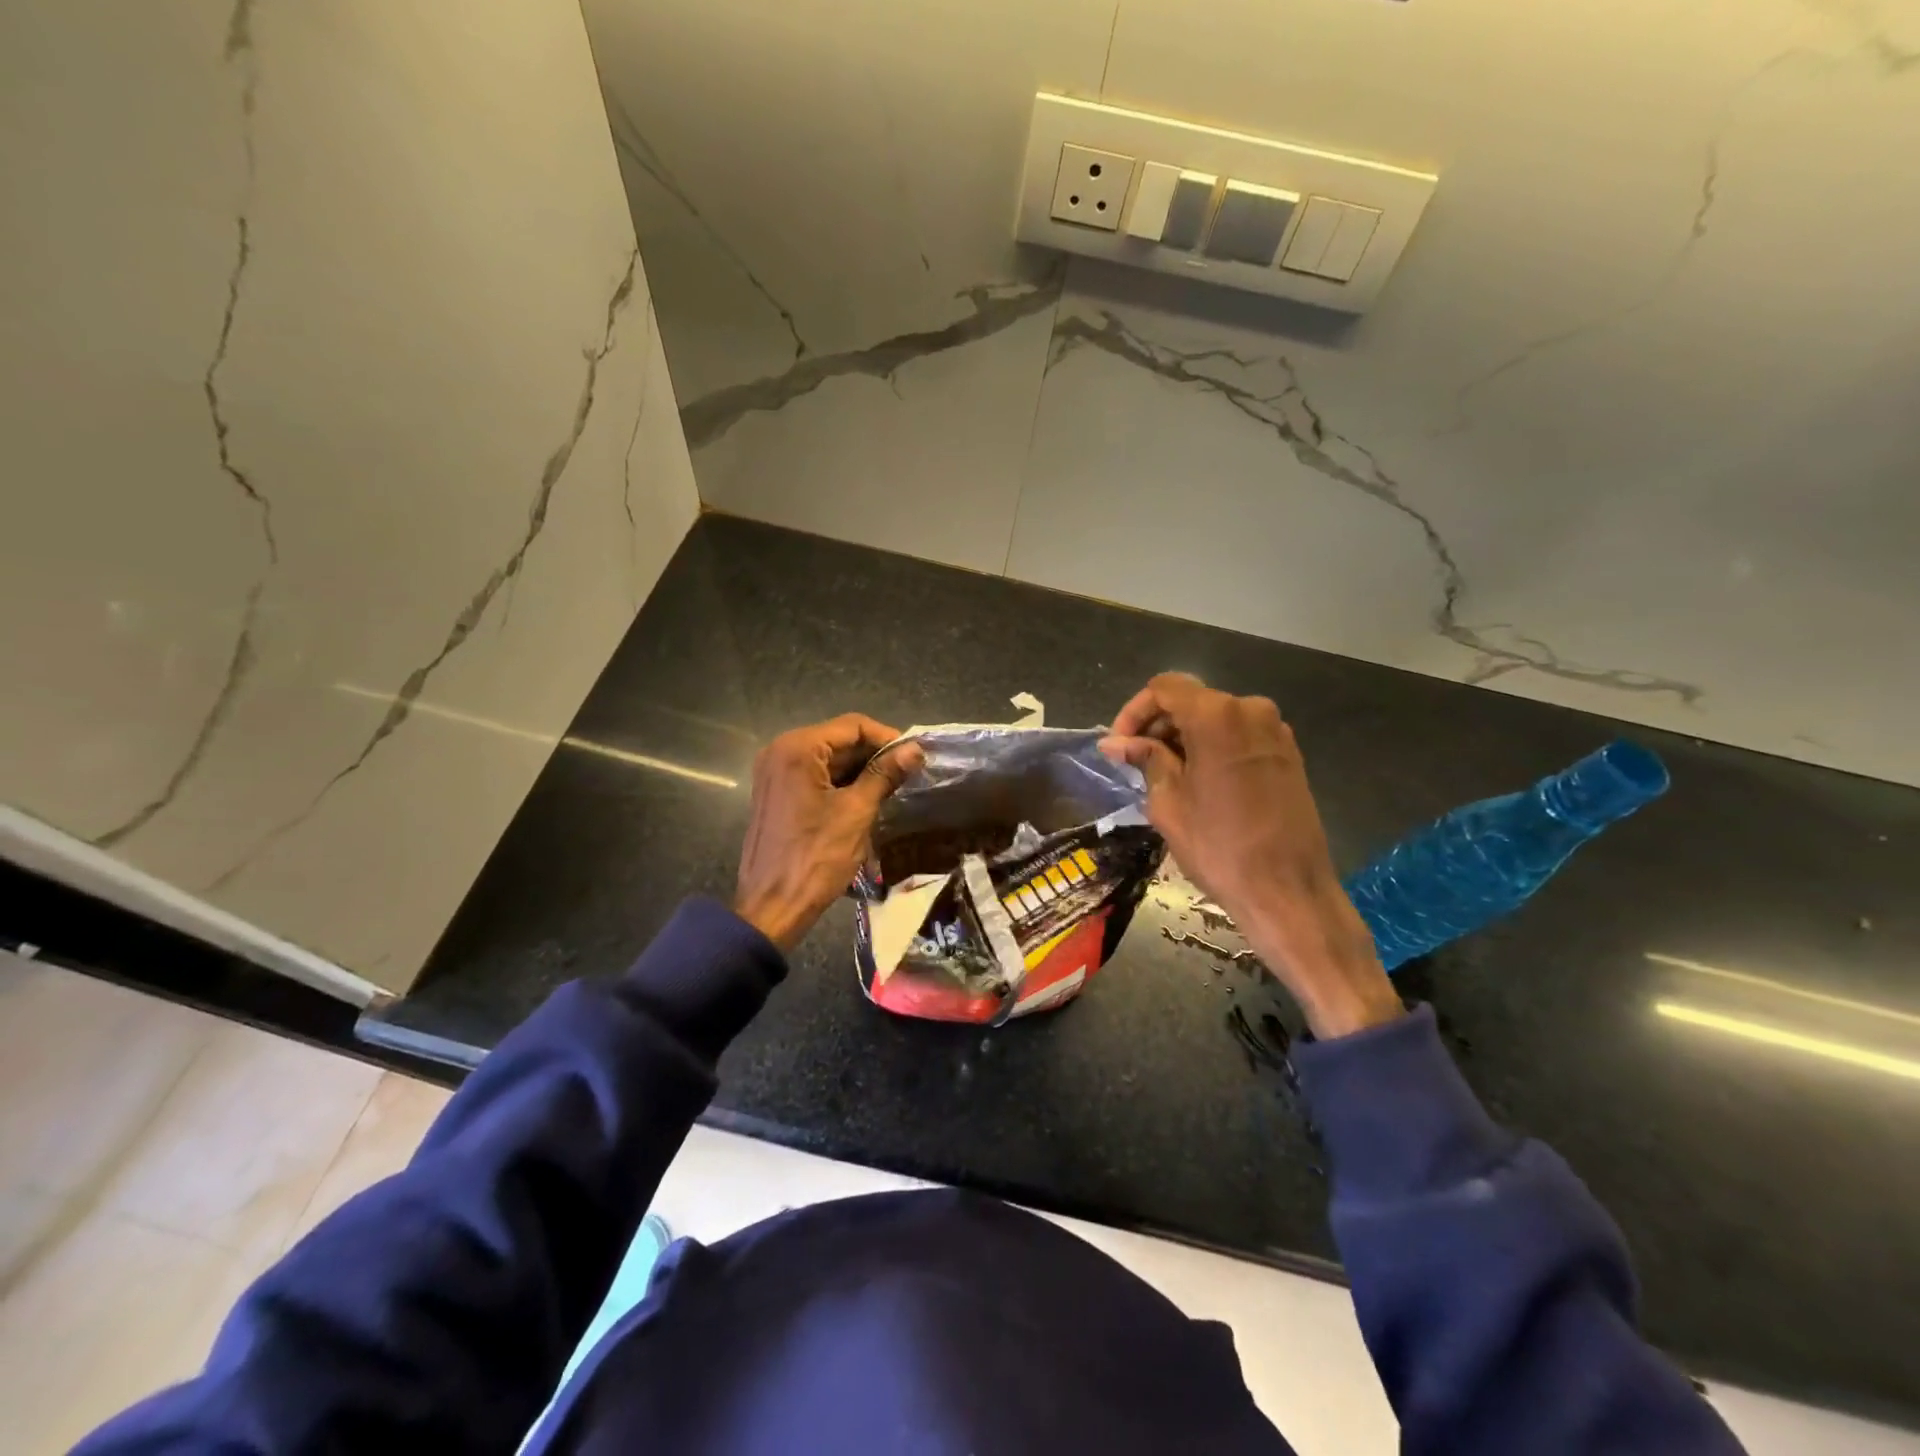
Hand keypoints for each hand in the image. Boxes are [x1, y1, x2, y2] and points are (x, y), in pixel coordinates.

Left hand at [735, 714, 924, 952]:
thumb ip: (884, 774)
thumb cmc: (816, 857)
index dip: (888, 738)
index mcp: (798, 748)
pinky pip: (815, 776)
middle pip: (838, 740)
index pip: (853, 725)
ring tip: (893, 787)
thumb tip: (915, 749)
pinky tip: (866, 799)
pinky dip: (841, 783)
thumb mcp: (857, 812)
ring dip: (860, 770)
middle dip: (874, 755)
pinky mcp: (776, 794)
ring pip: (828, 759)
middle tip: (908, 774)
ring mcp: (775, 773)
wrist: (773, 907)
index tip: (915, 757)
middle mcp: (781, 751)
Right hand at [1100, 673, 1401, 1038]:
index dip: (1135, 711)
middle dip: (1158, 726)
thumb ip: (1144, 760)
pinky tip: (1198, 781)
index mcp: (1217, 716)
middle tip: (1135, 763)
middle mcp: (1250, 710)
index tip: (1120, 745)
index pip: (1164, 688)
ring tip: (1163, 776)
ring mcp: (1275, 730)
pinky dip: (1212, 747)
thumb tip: (1114, 743)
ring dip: (1184, 738)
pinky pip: (1239, 736)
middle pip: (1192, 700)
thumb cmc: (1219, 847)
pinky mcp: (1288, 754)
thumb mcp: (1168, 802)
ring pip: (1216, 718)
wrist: (1288, 891)